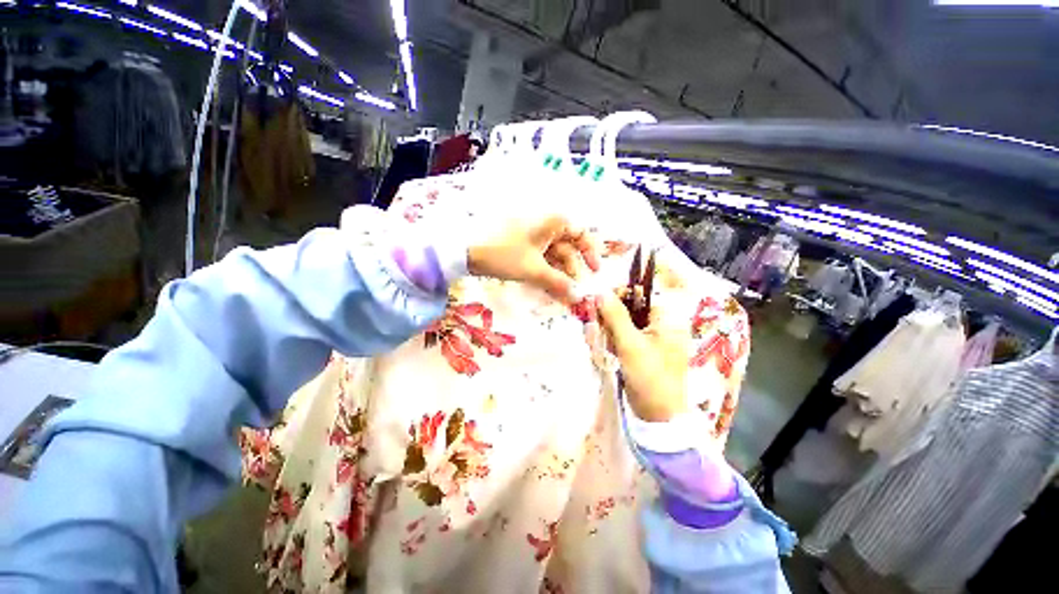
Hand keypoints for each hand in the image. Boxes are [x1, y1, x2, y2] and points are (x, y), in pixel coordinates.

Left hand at [468, 214, 599, 301]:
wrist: (465, 249)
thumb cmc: (504, 253)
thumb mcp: (534, 269)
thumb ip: (558, 283)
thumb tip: (579, 297)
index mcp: (553, 222)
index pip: (581, 233)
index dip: (590, 253)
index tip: (595, 272)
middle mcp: (545, 225)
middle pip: (567, 247)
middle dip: (573, 270)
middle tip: (576, 292)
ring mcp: (531, 235)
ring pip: (553, 255)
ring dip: (559, 275)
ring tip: (562, 296)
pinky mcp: (518, 246)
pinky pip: (539, 258)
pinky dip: (545, 273)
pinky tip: (547, 289)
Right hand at [595, 290, 687, 421]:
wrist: (660, 417)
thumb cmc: (650, 377)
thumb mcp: (630, 345)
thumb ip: (615, 316)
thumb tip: (600, 290)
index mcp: (666, 318)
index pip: (638, 296)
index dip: (616, 298)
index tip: (595, 307)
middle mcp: (663, 326)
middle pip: (630, 312)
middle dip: (610, 321)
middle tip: (594, 332)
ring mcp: (655, 343)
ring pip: (626, 329)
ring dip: (610, 336)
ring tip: (598, 348)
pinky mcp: (646, 358)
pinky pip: (628, 344)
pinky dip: (615, 348)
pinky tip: (605, 357)